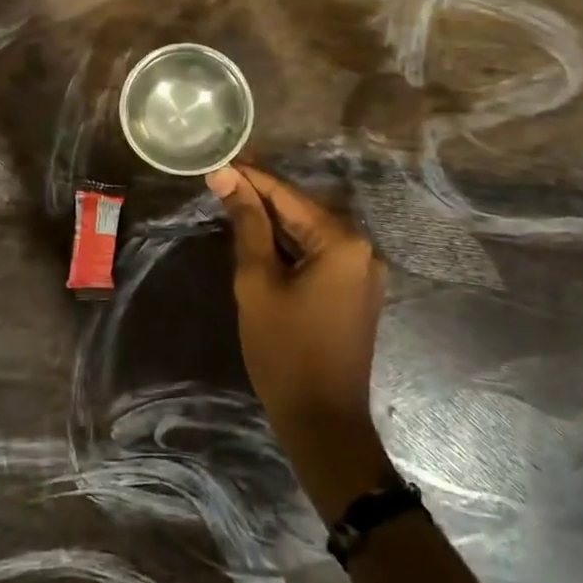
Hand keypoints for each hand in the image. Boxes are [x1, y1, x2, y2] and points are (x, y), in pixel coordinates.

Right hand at [208, 163, 394, 514]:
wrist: (323, 421)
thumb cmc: (285, 350)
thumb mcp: (257, 281)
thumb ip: (246, 224)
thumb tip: (227, 177)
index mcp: (342, 241)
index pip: (287, 195)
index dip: (250, 177)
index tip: (218, 161)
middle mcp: (362, 248)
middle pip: (302, 211)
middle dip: (260, 198)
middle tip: (219, 182)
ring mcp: (364, 271)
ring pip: (309, 232)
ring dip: (272, 222)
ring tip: (231, 204)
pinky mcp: (356, 290)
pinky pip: (319, 254)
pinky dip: (289, 246)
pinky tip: (259, 239)